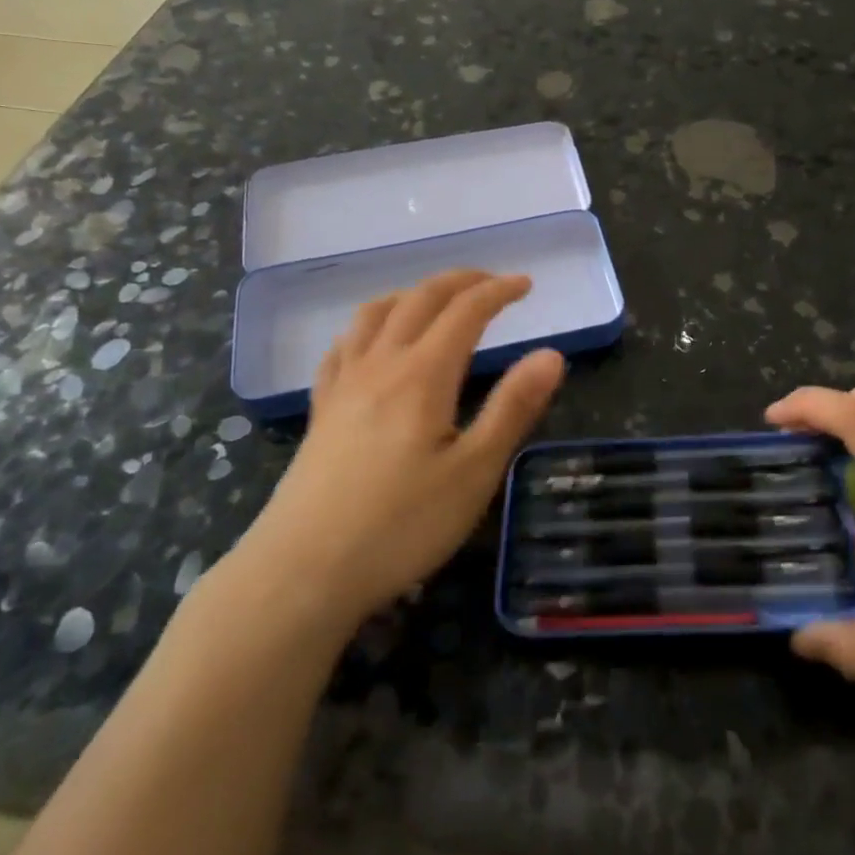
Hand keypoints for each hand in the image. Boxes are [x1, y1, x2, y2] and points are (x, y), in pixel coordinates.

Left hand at [236, 271, 565, 630]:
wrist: (302, 573)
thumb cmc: (400, 525)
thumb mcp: (474, 472)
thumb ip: (513, 408)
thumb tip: (552, 354)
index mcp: (423, 375)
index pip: (465, 311)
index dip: (498, 291)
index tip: (525, 284)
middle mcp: (381, 365)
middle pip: (420, 300)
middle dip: (459, 281)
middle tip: (491, 282)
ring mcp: (344, 385)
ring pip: (375, 314)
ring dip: (411, 293)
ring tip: (435, 300)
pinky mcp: (321, 411)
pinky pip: (342, 347)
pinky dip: (367, 326)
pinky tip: (372, 342)